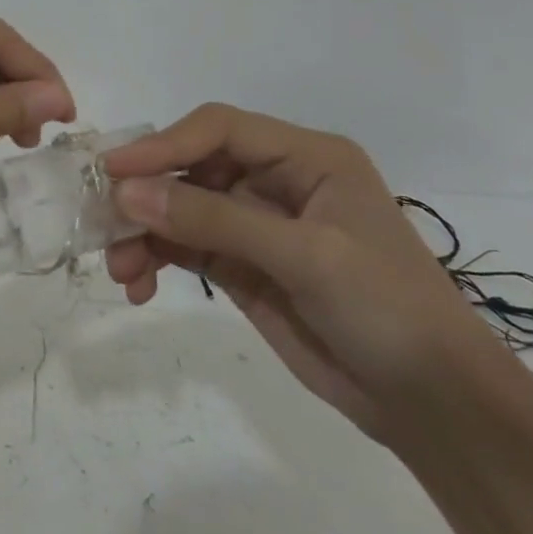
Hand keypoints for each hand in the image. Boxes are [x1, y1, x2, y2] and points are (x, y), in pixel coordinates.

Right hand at [102, 103, 508, 442]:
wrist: (432, 404)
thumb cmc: (387, 310)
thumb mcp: (305, 257)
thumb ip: (213, 221)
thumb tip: (126, 194)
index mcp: (305, 158)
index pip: (218, 130)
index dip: (163, 144)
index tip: (112, 172)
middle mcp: (273, 181)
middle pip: (188, 168)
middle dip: (144, 196)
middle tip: (101, 225)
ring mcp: (253, 225)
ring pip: (176, 210)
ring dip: (141, 234)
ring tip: (121, 272)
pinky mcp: (239, 266)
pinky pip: (181, 248)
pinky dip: (152, 260)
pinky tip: (138, 287)